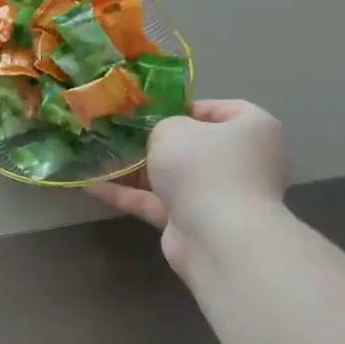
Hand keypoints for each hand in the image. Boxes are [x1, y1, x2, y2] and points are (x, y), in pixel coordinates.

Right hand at [85, 100, 288, 271]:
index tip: (149, 112)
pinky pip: (158, 202)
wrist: (216, 235)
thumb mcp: (173, 129)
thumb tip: (162, 138)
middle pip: (192, 146)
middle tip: (121, 135)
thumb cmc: (202, 167)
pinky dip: (129, 195)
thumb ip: (162, 126)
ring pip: (172, 176)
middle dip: (154, 143)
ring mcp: (218, 193)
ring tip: (99, 159)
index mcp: (251, 128)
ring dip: (136, 170)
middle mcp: (240, 160)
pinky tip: (93, 187)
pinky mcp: (194, 220)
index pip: (218, 110)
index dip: (182, 108)